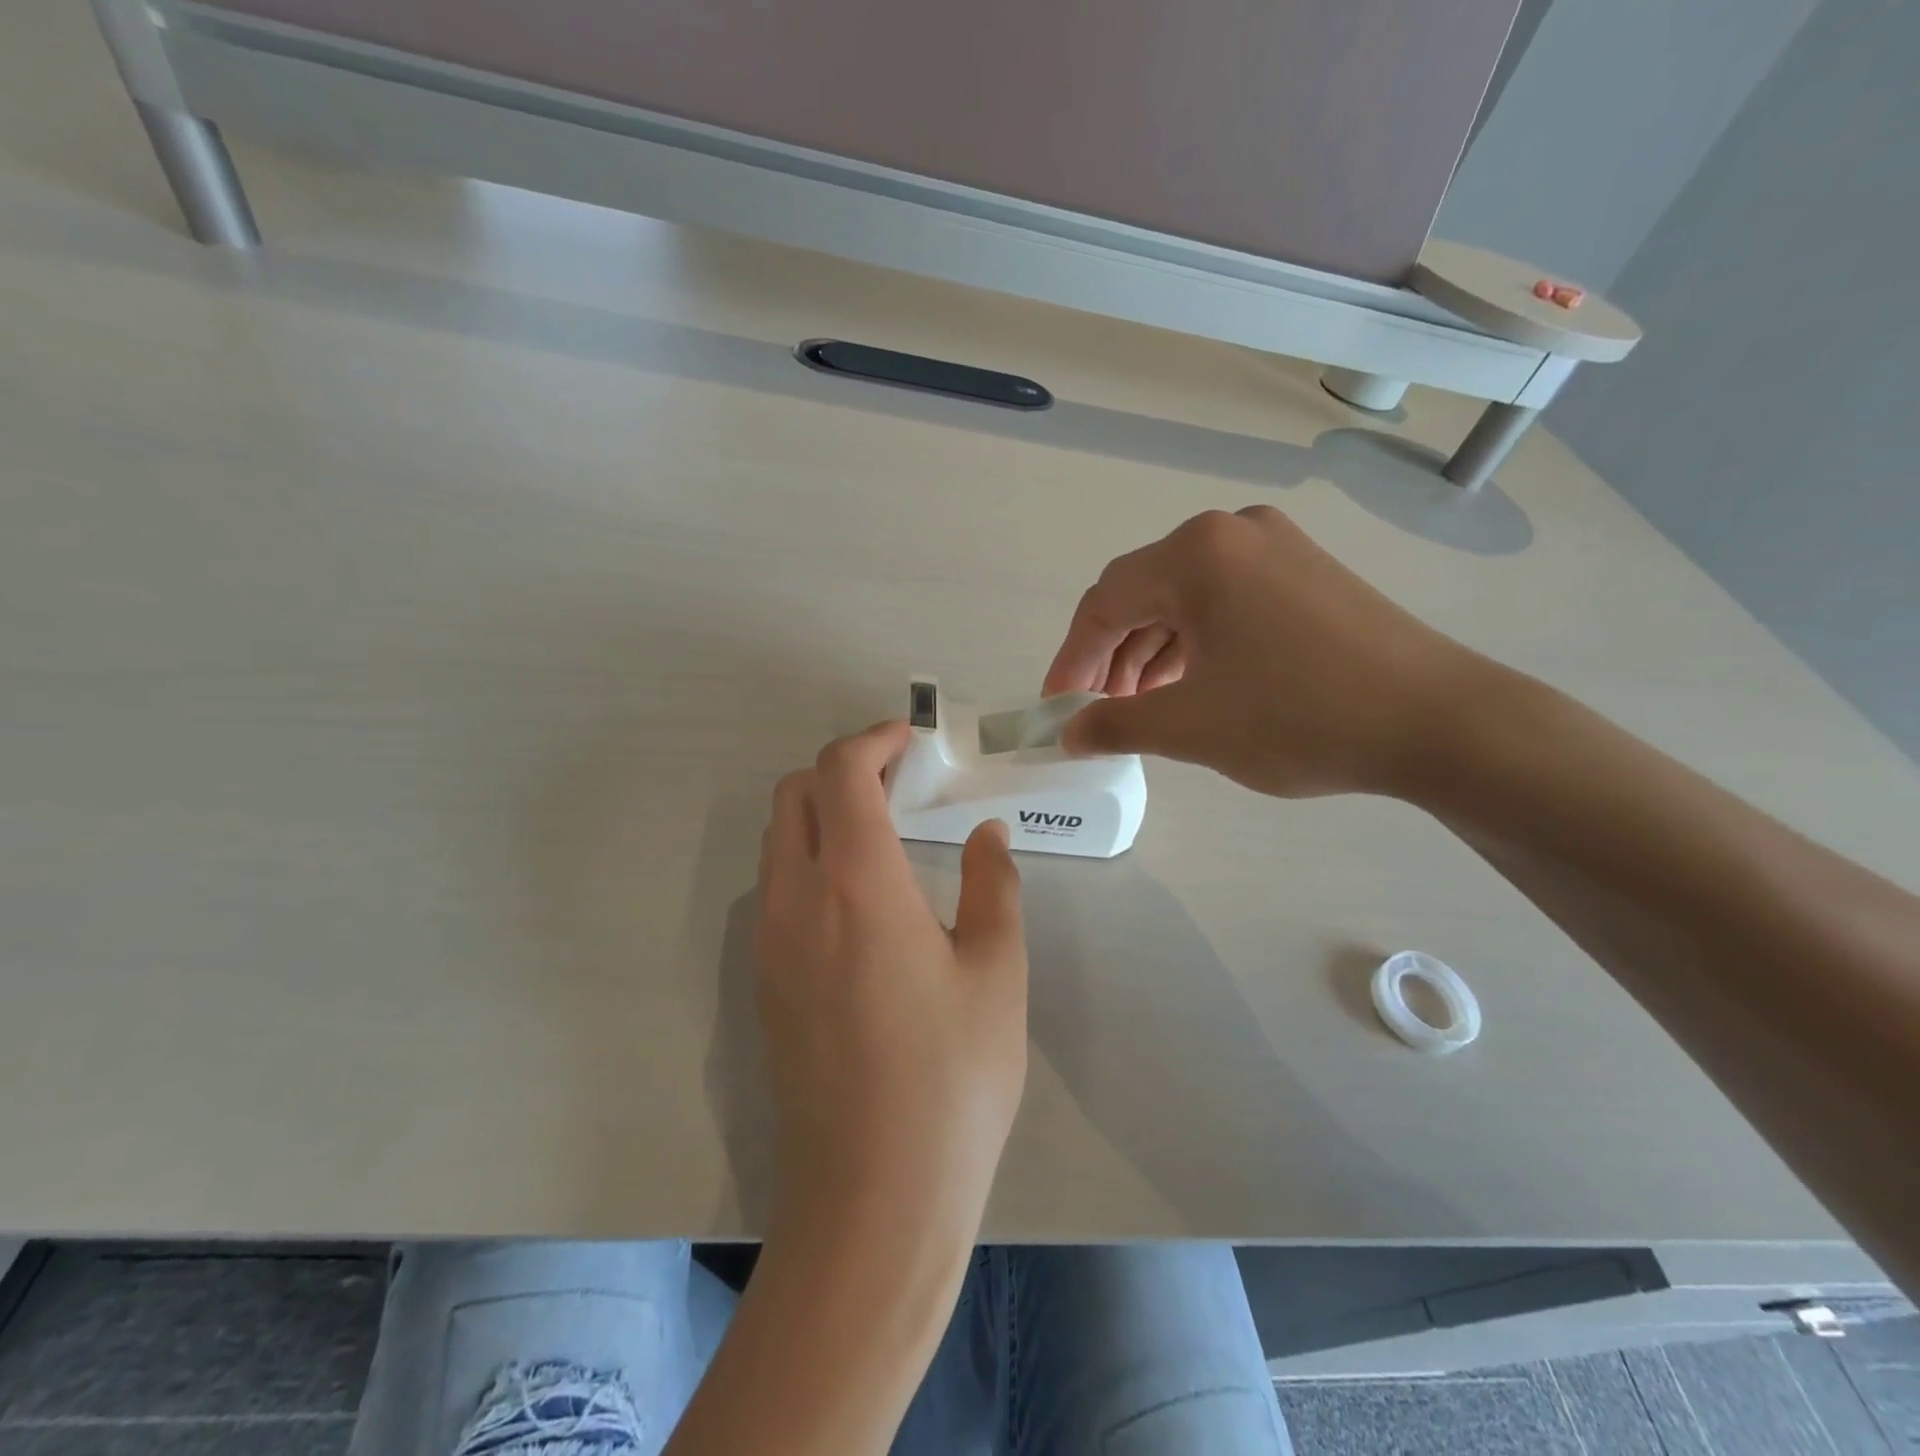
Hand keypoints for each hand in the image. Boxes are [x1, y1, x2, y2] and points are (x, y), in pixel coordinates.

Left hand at [754, 721, 1027, 1259]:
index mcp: (857, 884)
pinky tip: (862, 901)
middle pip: (795, 794)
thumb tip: (987, 834)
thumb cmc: (952, 1080)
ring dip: (823, 815)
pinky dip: (810, 861)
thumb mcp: (997, 973)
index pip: (841, 772)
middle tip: (901, 783)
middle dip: (842, 769)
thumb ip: (994, 886)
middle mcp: (796, 900)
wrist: (873, 1200)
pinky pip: (776, 889)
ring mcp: (769, 944)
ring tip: (885, 835)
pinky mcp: (764, 985)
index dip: (874, 739)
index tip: (912, 740)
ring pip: (779, 841)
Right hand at [1043, 506, 1482, 798]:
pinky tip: (1191, 685)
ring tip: (1142, 707)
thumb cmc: (1299, 717)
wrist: (1439, 722)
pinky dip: (1196, 644)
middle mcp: (1232, 533)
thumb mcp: (1191, 727)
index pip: (1104, 603)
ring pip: (1185, 600)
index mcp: (1195, 554)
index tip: (1057, 709)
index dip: (1071, 659)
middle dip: (1111, 657)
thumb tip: (1069, 735)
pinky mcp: (1306, 573)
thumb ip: (1114, 726)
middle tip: (1099, 713)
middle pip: (1143, 594)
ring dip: (1151, 653)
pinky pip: (1226, 603)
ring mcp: (1276, 548)